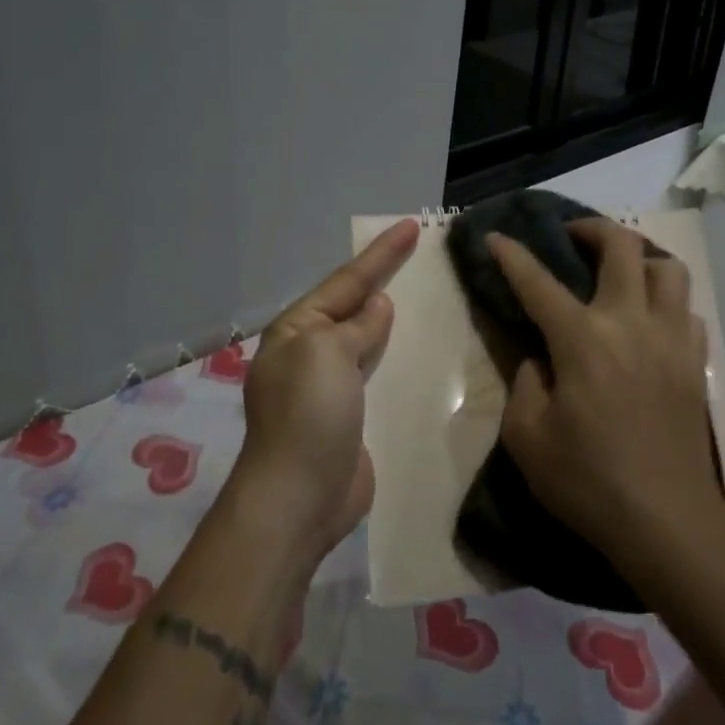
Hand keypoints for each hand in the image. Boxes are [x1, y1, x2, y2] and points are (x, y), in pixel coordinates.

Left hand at [230, 219, 419, 562]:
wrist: (298, 499)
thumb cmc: (308, 414)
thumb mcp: (328, 354)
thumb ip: (356, 326)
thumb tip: (377, 306)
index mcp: (297, 329)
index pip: (346, 280)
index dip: (381, 253)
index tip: (412, 225)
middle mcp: (310, 352)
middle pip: (354, 305)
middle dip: (384, 279)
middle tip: (421, 254)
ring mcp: (329, 387)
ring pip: (368, 339)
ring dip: (392, 319)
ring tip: (426, 296)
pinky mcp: (350, 416)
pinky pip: (377, 374)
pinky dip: (396, 357)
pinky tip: (419, 351)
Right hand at [487, 219, 722, 565]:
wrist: (667, 522)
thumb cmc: (588, 481)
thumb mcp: (526, 437)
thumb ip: (524, 382)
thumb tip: (541, 358)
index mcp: (582, 339)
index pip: (538, 282)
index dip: (512, 255)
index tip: (495, 236)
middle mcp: (630, 323)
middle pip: (621, 247)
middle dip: (592, 229)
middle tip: (573, 237)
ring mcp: (671, 339)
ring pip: (668, 268)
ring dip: (640, 258)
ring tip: (621, 273)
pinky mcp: (696, 363)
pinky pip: (688, 310)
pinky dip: (667, 302)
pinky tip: (651, 321)